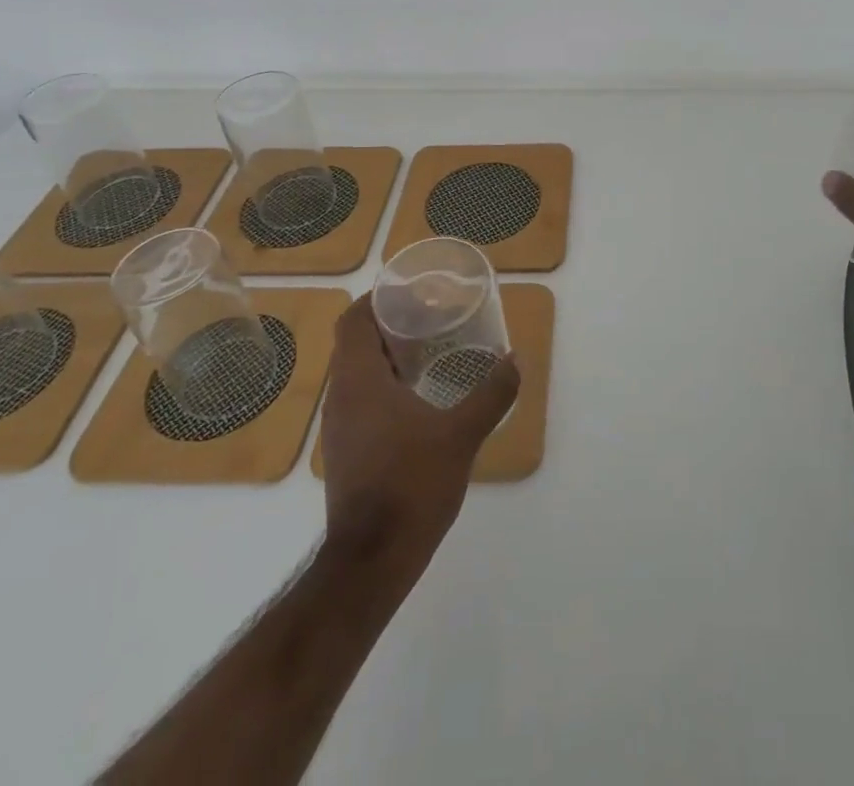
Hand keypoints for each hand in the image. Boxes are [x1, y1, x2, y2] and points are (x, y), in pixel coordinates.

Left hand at [320, 296, 519, 572]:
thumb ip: (491, 393)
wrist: (370, 563)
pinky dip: (387, 386)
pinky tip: (421, 398)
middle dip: (391, 324)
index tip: (412, 290)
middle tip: (433, 316)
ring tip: (432, 351)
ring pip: (358, 373)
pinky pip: (362, 400)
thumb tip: (514, 359)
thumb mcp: (461, 436)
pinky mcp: (347, 452)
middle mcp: (341, 398)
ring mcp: (340, 428)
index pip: (353, 320)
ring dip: (389, 356)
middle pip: (356, 343)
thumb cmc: (411, 486)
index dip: (377, 298)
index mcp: (359, 381)